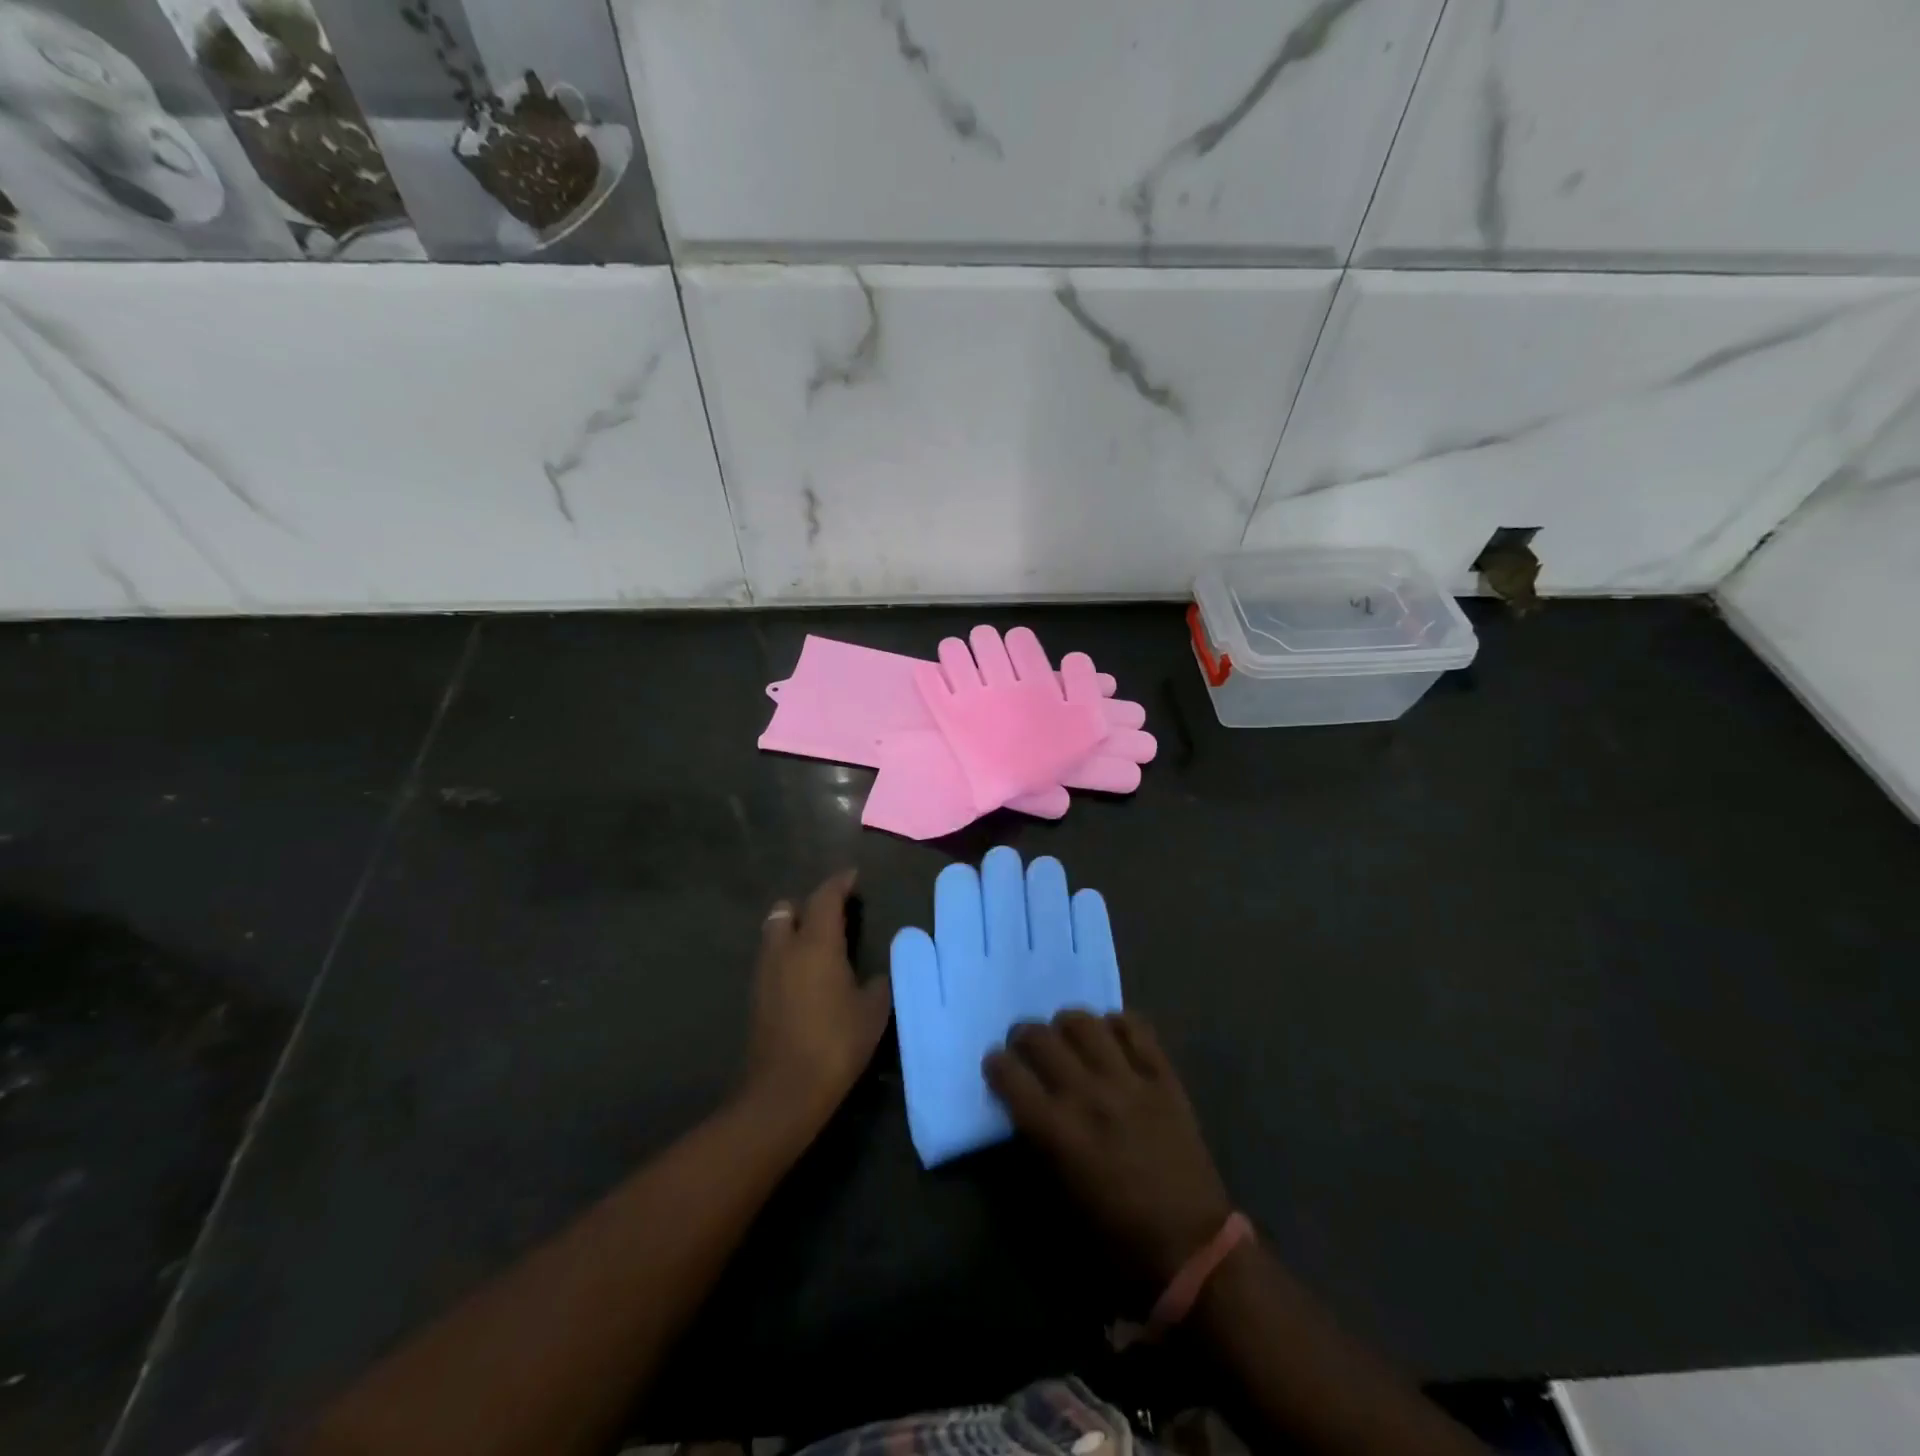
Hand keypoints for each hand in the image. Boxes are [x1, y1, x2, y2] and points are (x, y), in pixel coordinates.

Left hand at [744, 870, 892, 1135]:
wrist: (784, 1092)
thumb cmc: (835, 1043)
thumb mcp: (872, 1012)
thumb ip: (876, 983)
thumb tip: (874, 974)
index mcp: (816, 943)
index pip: (825, 897)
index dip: (839, 883)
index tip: (852, 877)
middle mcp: (784, 949)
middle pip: (786, 909)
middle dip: (806, 905)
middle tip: (831, 914)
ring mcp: (764, 973)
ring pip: (774, 935)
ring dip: (792, 930)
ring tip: (819, 945)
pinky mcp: (756, 998)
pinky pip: (771, 960)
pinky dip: (786, 956)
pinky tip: (805, 976)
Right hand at [985, 1010, 1232, 1282]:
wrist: (1193, 1248)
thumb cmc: (1118, 1237)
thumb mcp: (1061, 1197)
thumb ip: (1039, 1144)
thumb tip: (1027, 1106)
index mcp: (1058, 1132)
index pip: (1010, 1076)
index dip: (996, 1064)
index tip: (996, 1064)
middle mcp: (1088, 1095)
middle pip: (1042, 1038)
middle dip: (1024, 1035)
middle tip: (1026, 1045)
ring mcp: (1129, 1080)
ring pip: (1085, 1022)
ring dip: (1066, 1024)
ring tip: (1067, 1036)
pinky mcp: (1163, 1076)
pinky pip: (1135, 1028)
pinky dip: (1116, 1025)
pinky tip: (1110, 1037)